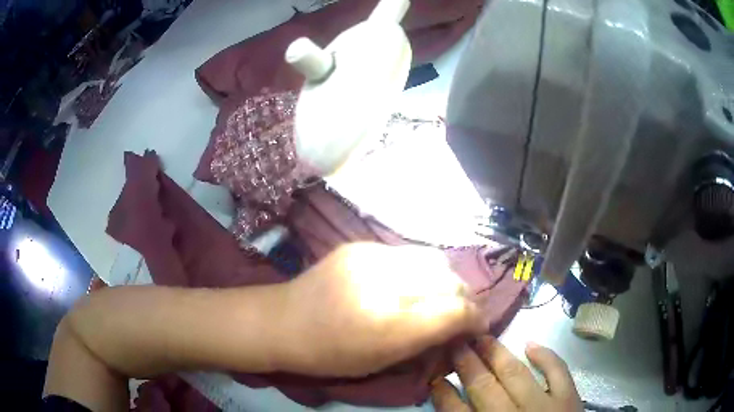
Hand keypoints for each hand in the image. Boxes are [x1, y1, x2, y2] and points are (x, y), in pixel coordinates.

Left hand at [274, 243, 483, 376]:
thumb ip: (427, 341)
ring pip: (435, 259)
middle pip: (450, 280)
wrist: (283, 321)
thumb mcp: (382, 361)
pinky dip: (421, 270)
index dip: (476, 318)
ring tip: (440, 295)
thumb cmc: (329, 355)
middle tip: (462, 312)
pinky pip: (408, 253)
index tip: (478, 327)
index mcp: (389, 324)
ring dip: (446, 280)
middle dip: (465, 298)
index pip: (455, 311)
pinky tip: (410, 282)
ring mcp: (372, 256)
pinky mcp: (362, 244)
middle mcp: (385, 283)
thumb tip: (461, 325)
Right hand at [431, 336, 581, 410]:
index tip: (435, 379)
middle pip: (484, 388)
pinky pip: (557, 371)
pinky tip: (530, 344)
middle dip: (466, 365)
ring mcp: (544, 406)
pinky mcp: (569, 398)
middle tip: (454, 343)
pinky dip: (545, 356)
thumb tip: (450, 406)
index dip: (444, 394)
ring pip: (516, 375)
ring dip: (497, 355)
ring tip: (482, 337)